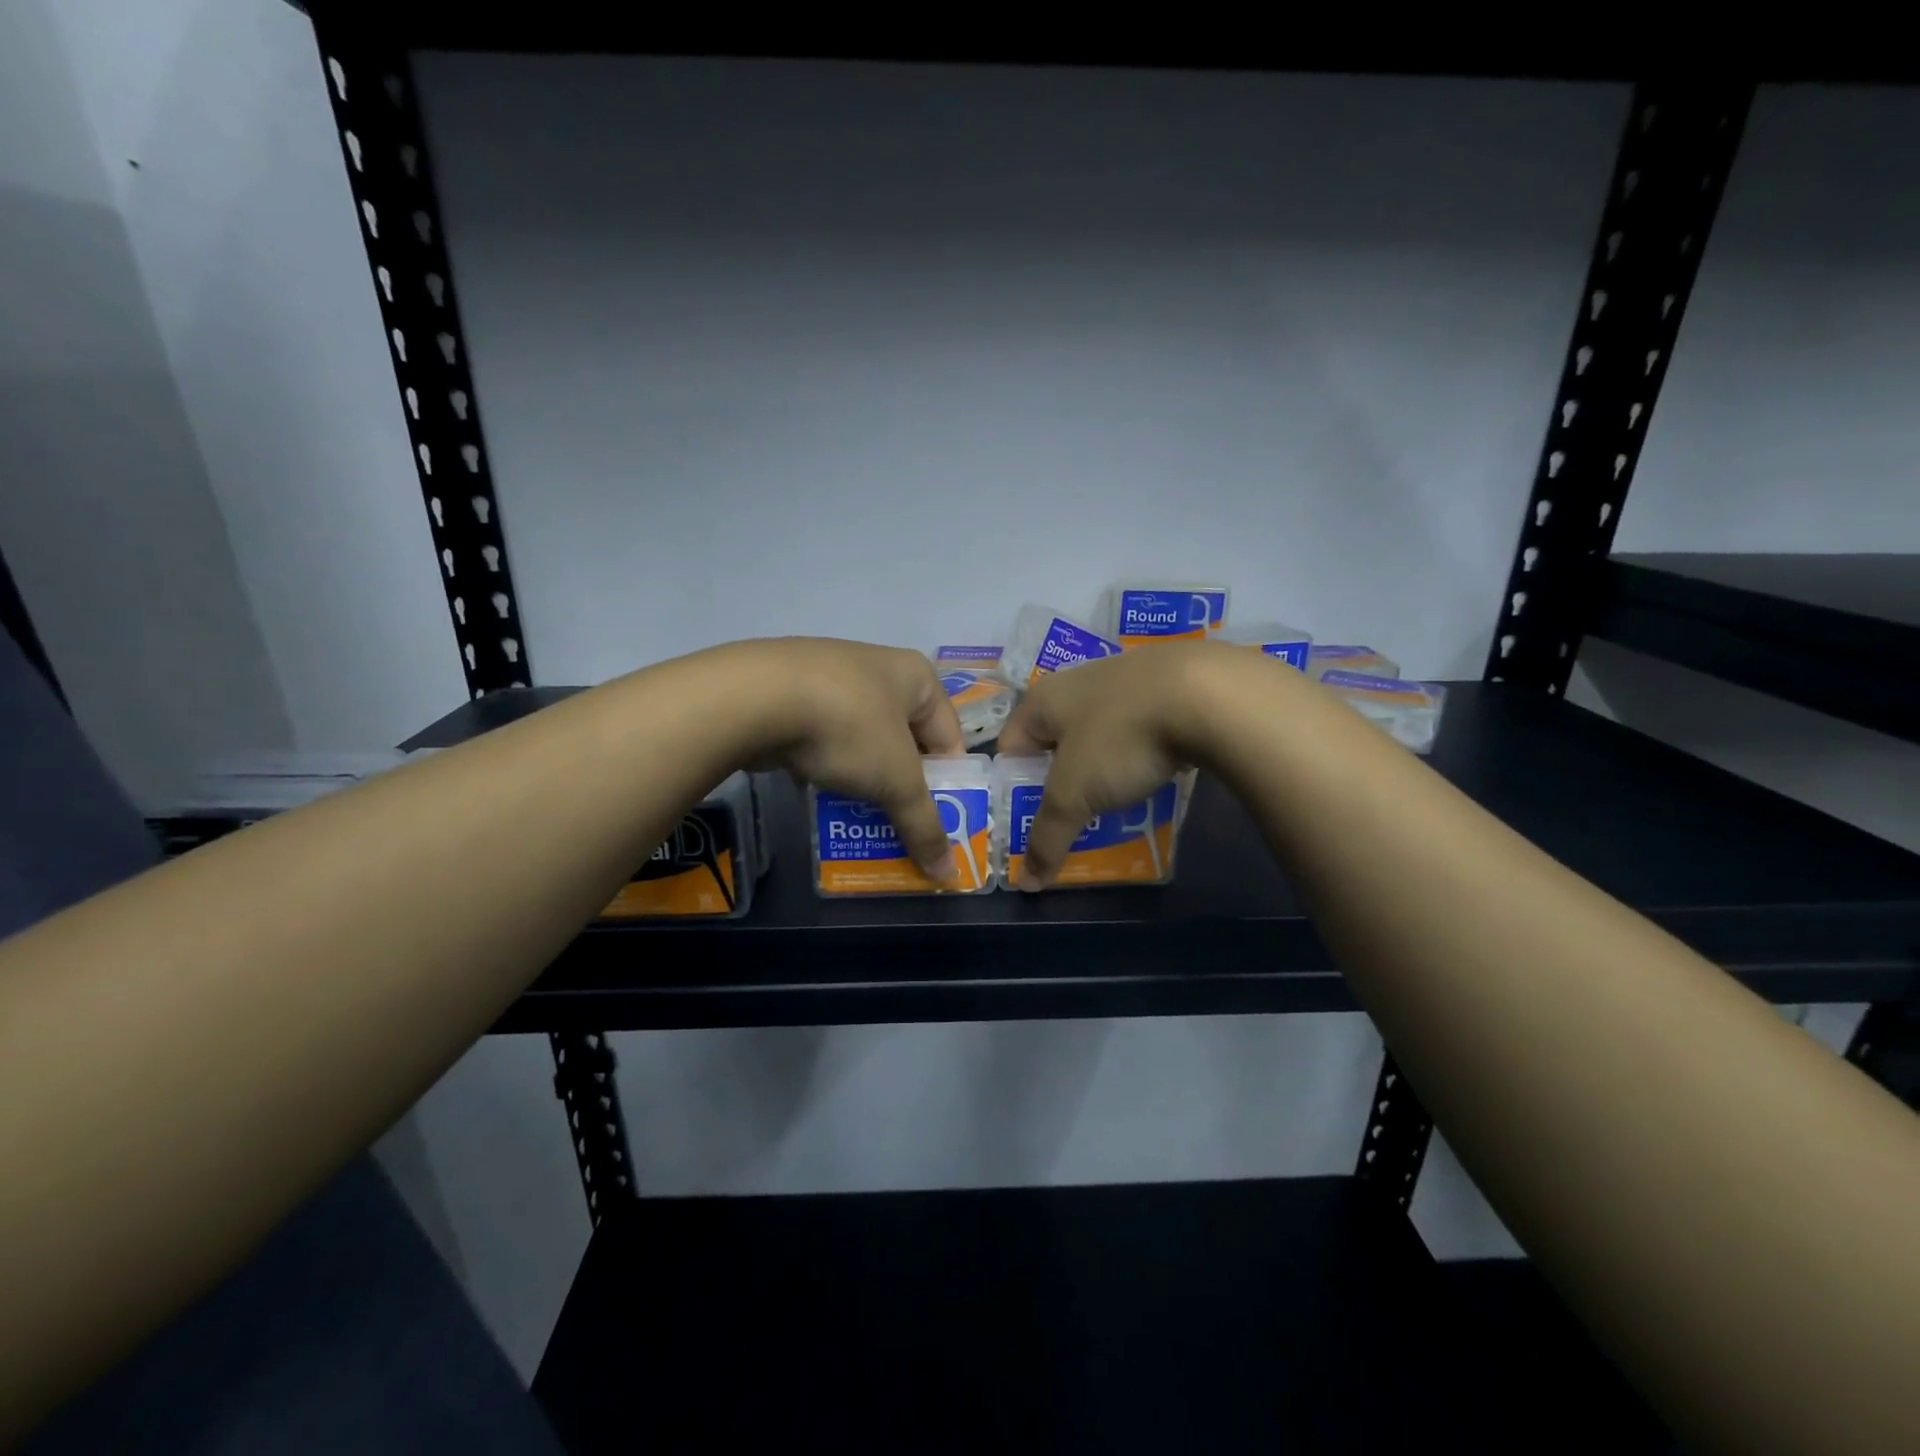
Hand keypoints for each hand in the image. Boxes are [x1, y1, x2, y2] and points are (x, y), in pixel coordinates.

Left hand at [730, 638, 966, 880]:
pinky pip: (824, 736)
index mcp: (916, 676)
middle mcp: (878, 667)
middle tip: (900, 824)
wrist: (755, 697)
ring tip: (859, 817)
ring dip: (864, 778)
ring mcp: (831, 675)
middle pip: (904, 739)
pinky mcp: (790, 691)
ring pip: (862, 740)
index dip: (948, 783)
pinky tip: (819, 793)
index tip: (937, 821)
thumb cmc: (849, 728)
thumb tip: (949, 876)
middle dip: (903, 785)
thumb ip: (924, 826)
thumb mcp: (896, 782)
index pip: (950, 738)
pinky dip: (827, 765)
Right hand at [997, 642, 1231, 888]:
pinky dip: (1137, 756)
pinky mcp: (1163, 687)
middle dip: (1061, 785)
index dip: (1013, 789)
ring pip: (1098, 737)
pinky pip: (1136, 731)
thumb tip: (1026, 883)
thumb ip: (1047, 837)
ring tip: (1115, 807)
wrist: (1207, 694)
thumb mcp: (1074, 795)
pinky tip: (1154, 778)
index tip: (1031, 822)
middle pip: (1055, 745)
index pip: (1009, 749)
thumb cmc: (1120, 738)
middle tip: (1073, 821)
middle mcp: (1075, 683)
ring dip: (1101, 772)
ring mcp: (1123, 681)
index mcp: (1042, 700)